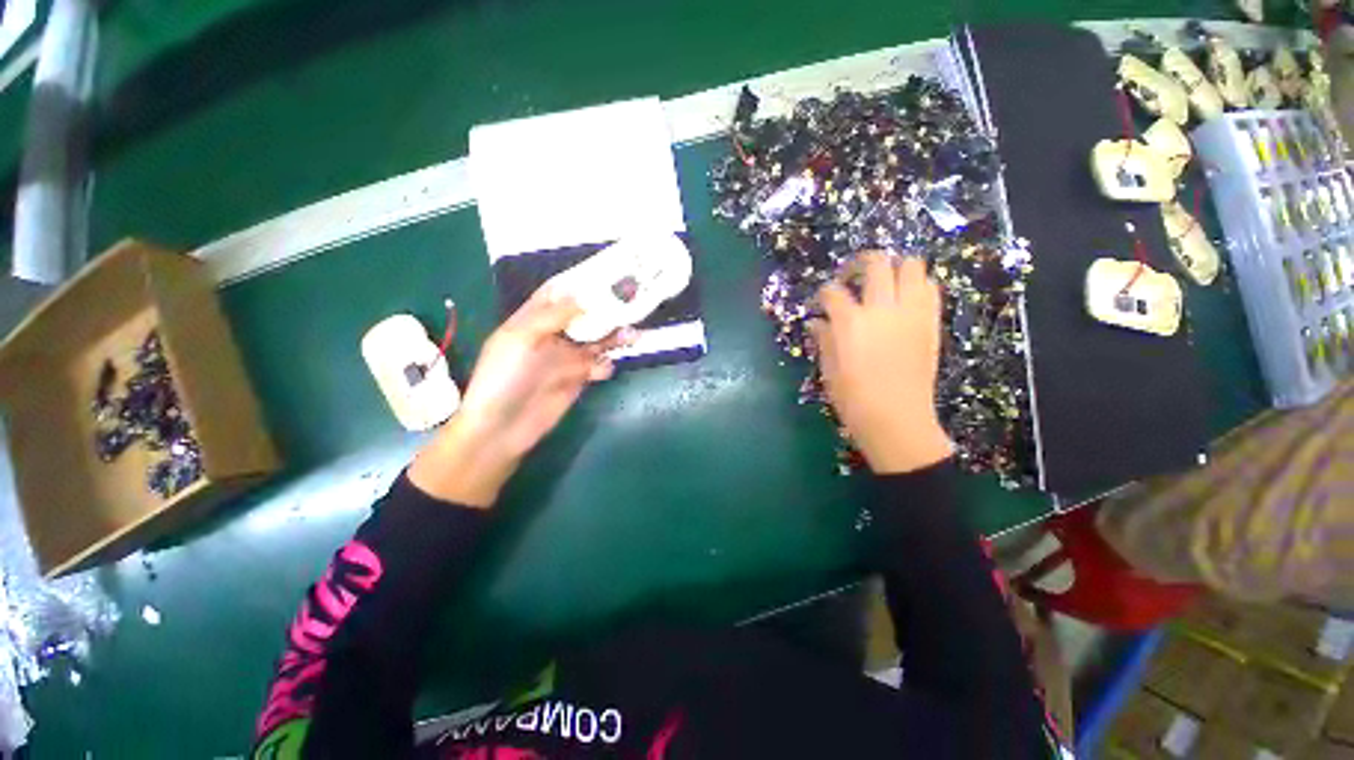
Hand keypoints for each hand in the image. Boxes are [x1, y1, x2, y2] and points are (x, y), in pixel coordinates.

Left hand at [409, 287, 631, 506]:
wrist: (503, 427)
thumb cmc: (504, 377)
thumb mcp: (521, 339)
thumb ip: (552, 316)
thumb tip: (585, 297)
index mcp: (533, 319)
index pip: (558, 293)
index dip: (579, 280)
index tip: (606, 270)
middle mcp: (553, 334)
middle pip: (585, 315)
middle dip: (606, 307)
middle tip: (632, 301)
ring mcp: (567, 358)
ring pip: (597, 340)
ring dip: (615, 335)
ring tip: (633, 334)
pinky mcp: (578, 378)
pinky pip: (599, 365)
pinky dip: (605, 365)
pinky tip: (603, 369)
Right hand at [809, 253, 952, 473]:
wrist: (897, 419)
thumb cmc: (853, 398)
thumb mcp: (829, 369)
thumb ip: (824, 339)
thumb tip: (817, 322)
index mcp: (850, 322)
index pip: (832, 292)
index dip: (823, 294)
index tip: (821, 302)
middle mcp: (882, 309)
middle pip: (876, 262)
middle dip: (860, 263)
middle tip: (853, 277)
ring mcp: (911, 313)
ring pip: (911, 266)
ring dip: (894, 268)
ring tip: (883, 283)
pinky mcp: (930, 322)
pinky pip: (930, 288)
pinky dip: (917, 285)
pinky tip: (904, 300)